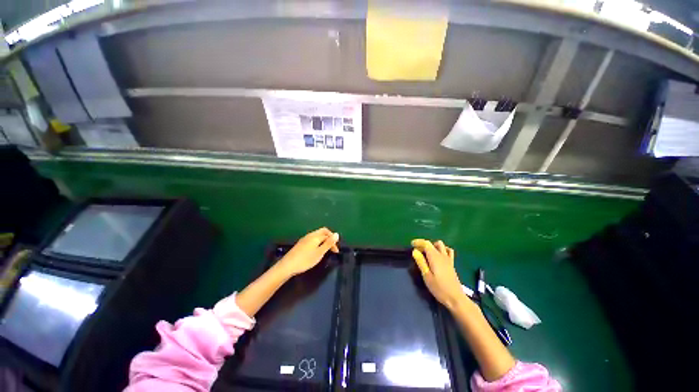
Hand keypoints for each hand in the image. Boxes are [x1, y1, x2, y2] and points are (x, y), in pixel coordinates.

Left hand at [277, 227, 339, 277]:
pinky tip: (316, 250)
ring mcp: (305, 239)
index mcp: (315, 236)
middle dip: (329, 237)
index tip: (336, 252)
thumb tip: (337, 234)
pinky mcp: (301, 243)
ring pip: (317, 235)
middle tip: (332, 247)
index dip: (333, 241)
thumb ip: (328, 243)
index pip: (328, 234)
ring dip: (323, 240)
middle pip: (322, 231)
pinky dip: (318, 242)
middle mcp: (310, 235)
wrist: (288, 265)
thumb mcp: (320, 252)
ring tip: (325, 249)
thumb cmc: (305, 259)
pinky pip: (312, 239)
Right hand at [411, 239, 467, 310]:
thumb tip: (414, 251)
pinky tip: (438, 255)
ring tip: (427, 253)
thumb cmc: (439, 288)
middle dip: (424, 244)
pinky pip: (448, 251)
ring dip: (433, 246)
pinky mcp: (452, 264)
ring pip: (441, 245)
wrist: (456, 298)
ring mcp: (448, 259)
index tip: (411, 244)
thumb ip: (421, 262)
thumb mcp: (427, 276)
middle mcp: (442, 255)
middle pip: (433, 243)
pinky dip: (442, 249)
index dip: (418, 242)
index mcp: (435, 257)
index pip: (426, 243)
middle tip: (417, 251)